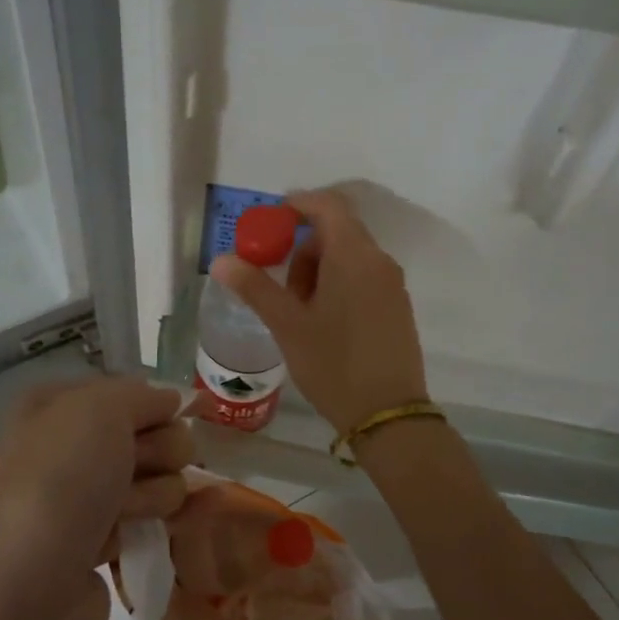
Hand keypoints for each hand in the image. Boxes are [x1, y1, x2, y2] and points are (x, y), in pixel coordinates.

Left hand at [0, 377, 189, 619]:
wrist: (23, 592)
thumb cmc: (59, 484)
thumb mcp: (100, 410)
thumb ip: (143, 394)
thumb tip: (172, 400)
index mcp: (55, 406)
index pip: (129, 391)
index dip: (154, 406)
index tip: (168, 420)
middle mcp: (64, 447)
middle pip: (148, 434)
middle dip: (157, 451)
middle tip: (135, 470)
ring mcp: (80, 499)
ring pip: (154, 477)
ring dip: (151, 493)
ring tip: (122, 516)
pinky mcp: (96, 544)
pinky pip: (145, 519)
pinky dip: (148, 525)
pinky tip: (133, 539)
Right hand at [209, 188, 428, 432]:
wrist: (387, 414)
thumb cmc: (334, 364)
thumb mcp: (287, 325)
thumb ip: (255, 287)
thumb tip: (222, 260)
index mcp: (354, 256)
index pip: (328, 206)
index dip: (298, 205)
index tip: (270, 221)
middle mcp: (379, 262)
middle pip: (338, 232)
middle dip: (303, 248)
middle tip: (280, 285)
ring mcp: (392, 285)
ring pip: (350, 257)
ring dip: (319, 269)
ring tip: (299, 312)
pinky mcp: (397, 308)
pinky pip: (364, 278)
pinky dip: (338, 284)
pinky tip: (323, 323)